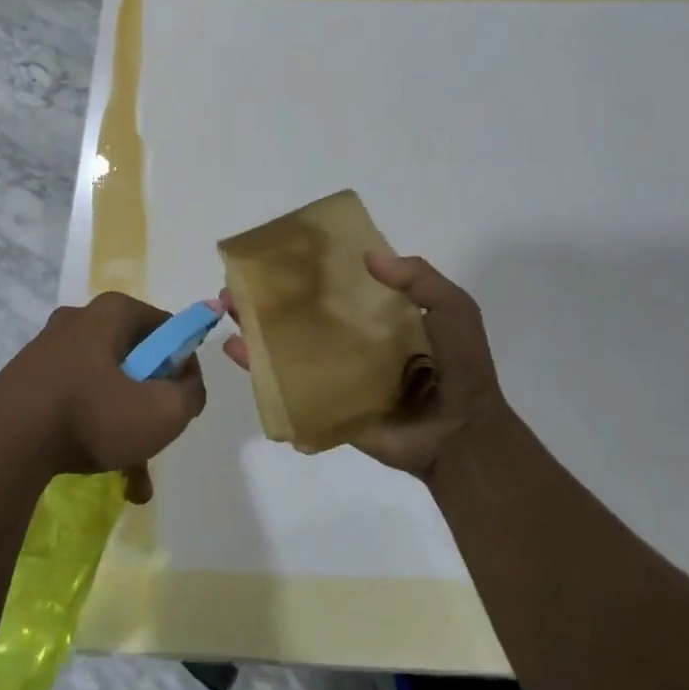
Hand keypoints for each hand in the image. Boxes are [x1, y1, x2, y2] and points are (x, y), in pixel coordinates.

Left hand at [0, 293, 205, 501]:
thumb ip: (190, 393)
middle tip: (156, 439)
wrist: (3, 441)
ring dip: (124, 429)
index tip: (182, 400)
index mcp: (113, 312)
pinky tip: (105, 475)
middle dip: (150, 405)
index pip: (166, 329)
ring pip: (106, 387)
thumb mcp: (162, 410)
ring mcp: (50, 350)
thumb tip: (186, 384)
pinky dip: (93, 432)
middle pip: (135, 360)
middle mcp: (80, 320)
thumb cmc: (92, 413)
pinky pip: (76, 401)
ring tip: (134, 479)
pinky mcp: (29, 380)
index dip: (182, 365)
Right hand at [222, 252, 505, 480]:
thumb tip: (367, 256)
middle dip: (268, 297)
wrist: (461, 436)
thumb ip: (418, 278)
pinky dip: (258, 370)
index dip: (306, 270)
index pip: (335, 287)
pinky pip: (287, 385)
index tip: (277, 253)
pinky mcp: (324, 404)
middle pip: (301, 314)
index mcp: (377, 317)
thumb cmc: (460, 368)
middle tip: (238, 283)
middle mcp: (350, 340)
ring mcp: (334, 373)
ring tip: (227, 308)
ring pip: (286, 346)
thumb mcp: (453, 308)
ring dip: (254, 327)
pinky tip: (235, 349)